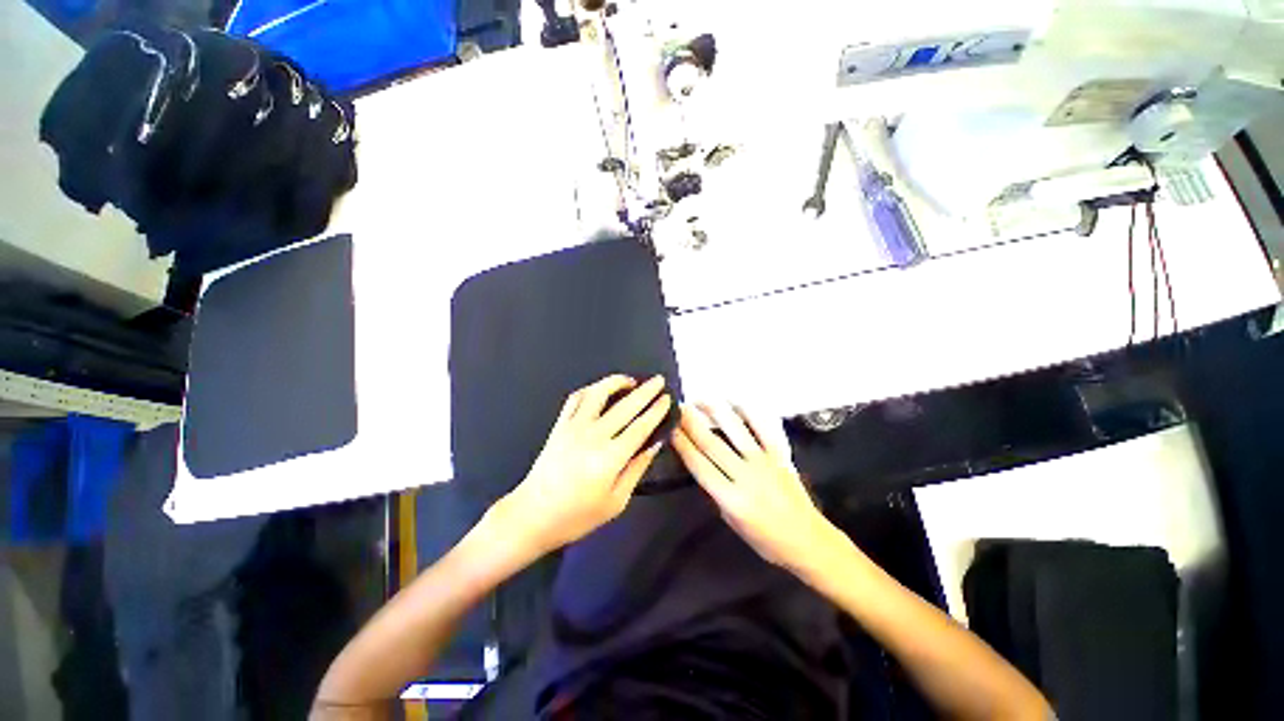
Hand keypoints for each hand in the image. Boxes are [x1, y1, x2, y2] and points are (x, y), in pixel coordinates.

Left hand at [495, 374, 671, 555]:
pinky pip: (575, 398)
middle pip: (625, 406)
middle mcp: (593, 435)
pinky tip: (600, 390)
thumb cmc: (577, 516)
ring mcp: (574, 426)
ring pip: (598, 393)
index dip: (656, 410)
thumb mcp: (616, 502)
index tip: (667, 399)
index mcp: (610, 457)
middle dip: (646, 391)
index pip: (640, 426)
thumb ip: (637, 469)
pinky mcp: (559, 425)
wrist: (533, 515)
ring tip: (631, 381)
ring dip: (616, 382)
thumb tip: (654, 444)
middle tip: (658, 380)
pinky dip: (590, 389)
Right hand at [672, 403, 842, 572]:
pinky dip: (749, 412)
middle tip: (677, 408)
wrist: (808, 541)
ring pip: (735, 430)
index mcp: (732, 499)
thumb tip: (700, 464)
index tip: (670, 428)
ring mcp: (765, 462)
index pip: (699, 465)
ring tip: (699, 399)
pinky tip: (734, 402)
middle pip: (712, 444)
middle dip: (691, 424)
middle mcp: (746, 476)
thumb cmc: (766, 540)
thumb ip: (715, 492)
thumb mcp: (731, 522)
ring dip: (714, 412)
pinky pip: (763, 428)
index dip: (682, 445)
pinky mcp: (780, 455)